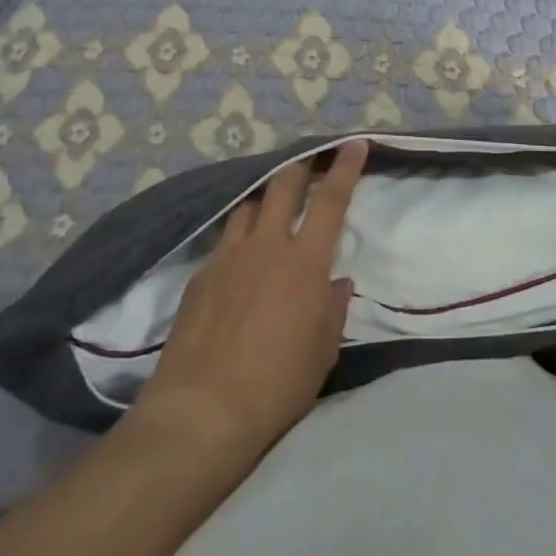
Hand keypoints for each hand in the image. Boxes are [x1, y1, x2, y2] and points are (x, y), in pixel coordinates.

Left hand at [134, 139, 367, 461]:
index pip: (332, 199)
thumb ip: (332, 308)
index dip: (346, 167)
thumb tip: (337, 281)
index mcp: (305, 261)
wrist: (201, 413)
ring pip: (248, 205)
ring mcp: (229, 256)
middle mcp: (267, 245)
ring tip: (269, 208)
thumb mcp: (322, 352)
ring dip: (264, 199)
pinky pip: (224, 240)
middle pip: (284, 185)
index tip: (355, 142)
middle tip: (309, 161)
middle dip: (300, 166)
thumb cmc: (276, 386)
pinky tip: (238, 262)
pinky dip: (238, 239)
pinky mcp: (200, 274)